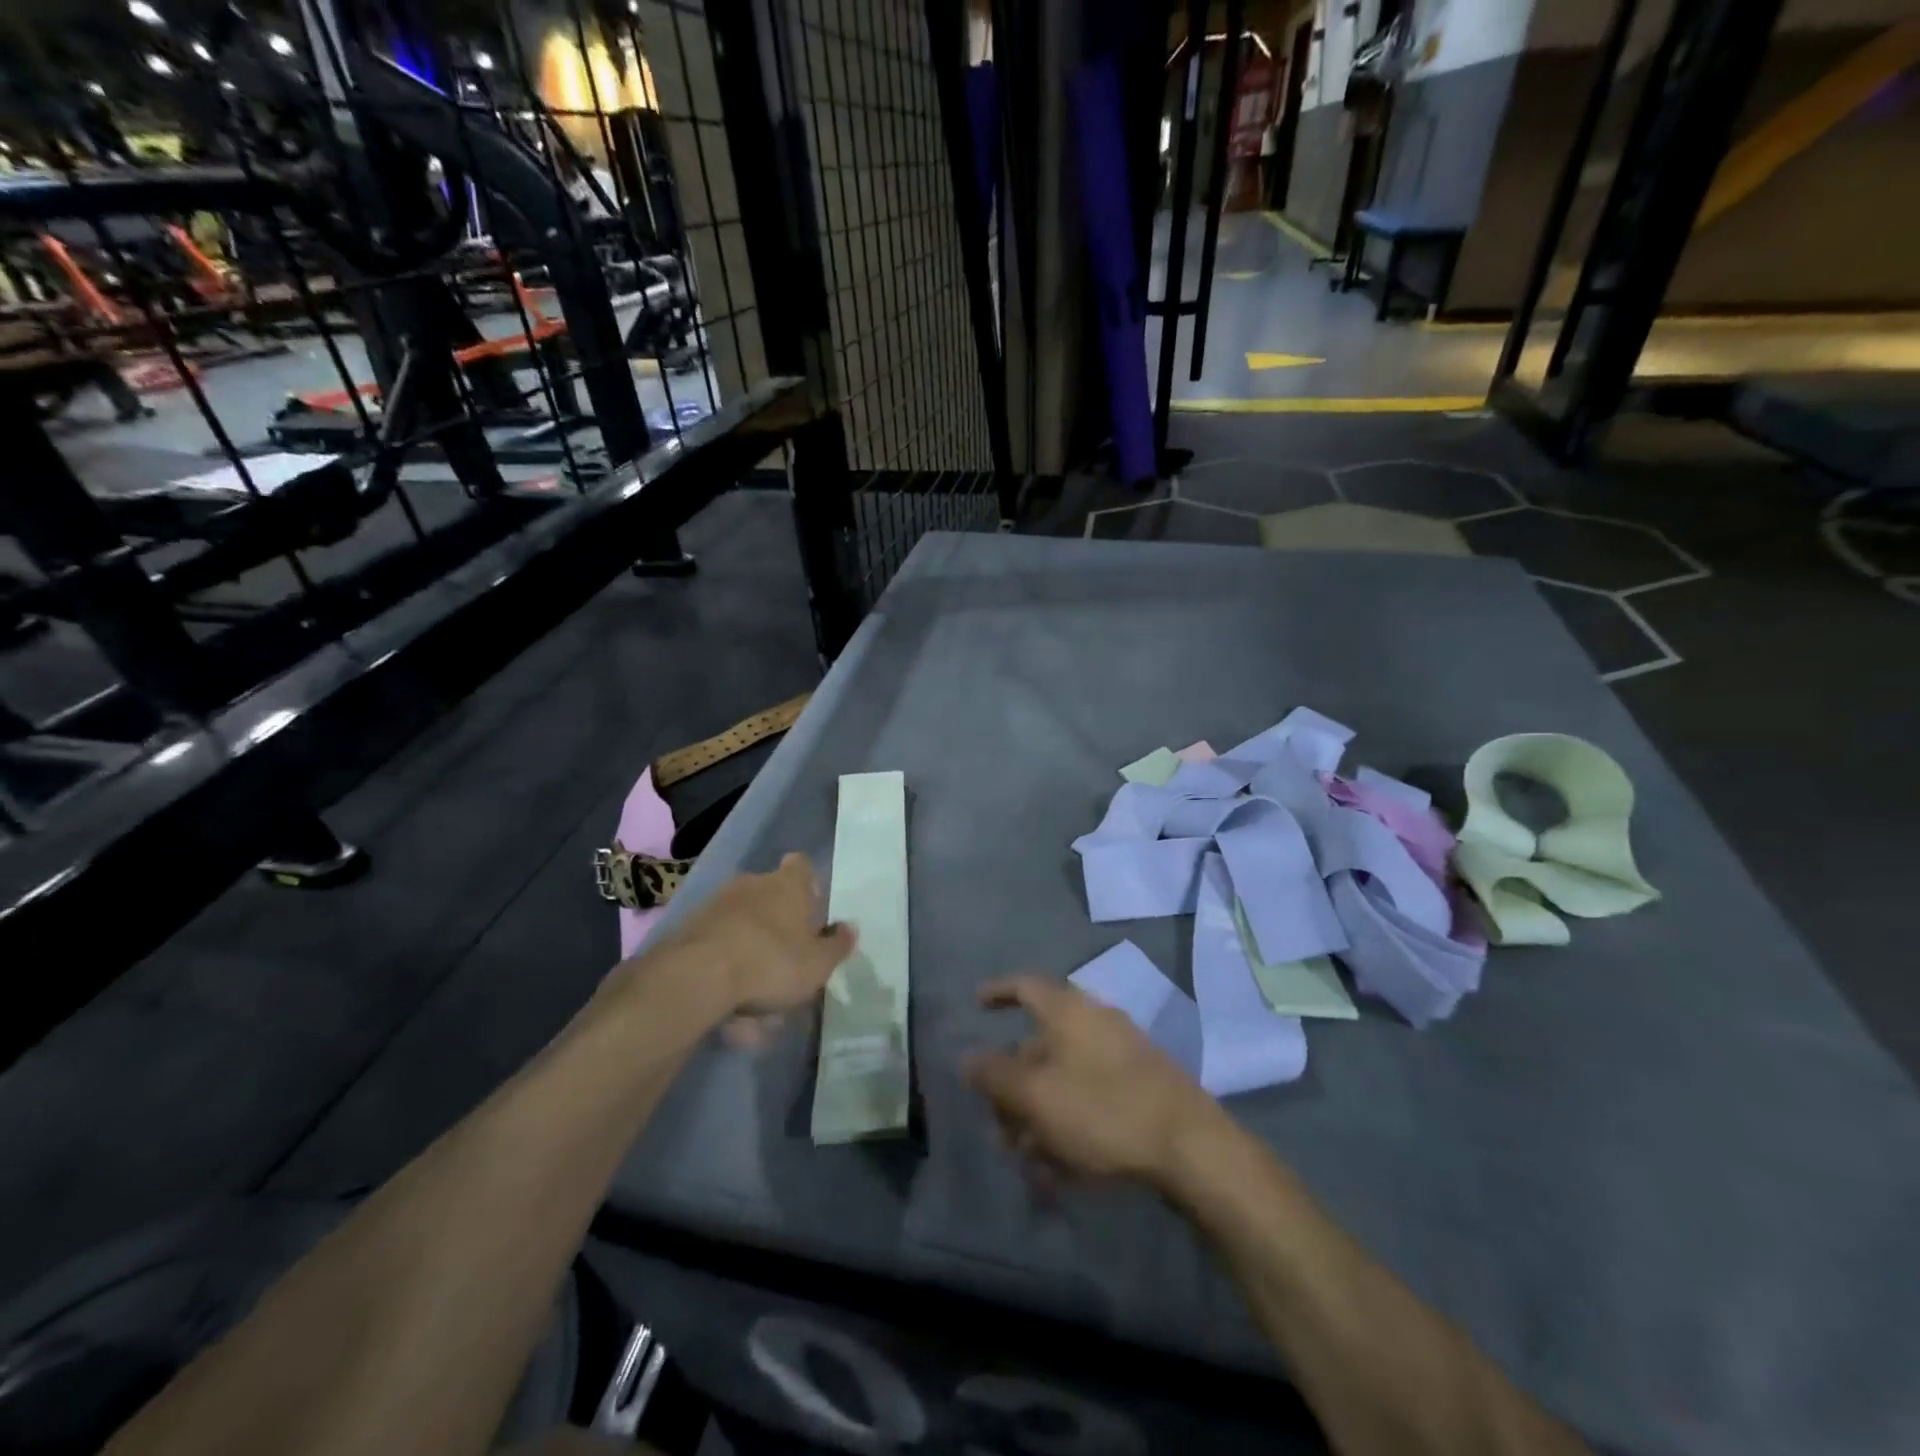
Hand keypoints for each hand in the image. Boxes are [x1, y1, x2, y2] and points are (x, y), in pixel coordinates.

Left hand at [625, 854, 854, 1044]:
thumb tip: (850, 928)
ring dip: (749, 946)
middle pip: (769, 894)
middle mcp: (752, 883)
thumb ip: (837, 945)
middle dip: (776, 920)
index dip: (807, 884)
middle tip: (786, 956)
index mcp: (788, 884)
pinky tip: (729, 1002)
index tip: (810, 909)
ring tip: (756, 992)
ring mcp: (716, 903)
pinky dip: (724, 964)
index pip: (801, 866)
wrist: (697, 976)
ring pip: (741, 921)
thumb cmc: (771, 961)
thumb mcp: (818, 963)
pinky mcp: (688, 927)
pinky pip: (716, 943)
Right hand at [963, 976, 1216, 1185]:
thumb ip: (995, 1076)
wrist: (1190, 1146)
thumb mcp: (1036, 1096)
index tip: (976, 1004)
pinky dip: (1069, 1126)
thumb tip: (966, 1058)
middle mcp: (1094, 1023)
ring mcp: (1121, 1055)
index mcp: (1069, 1011)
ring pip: (1064, 1080)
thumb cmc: (1101, 1109)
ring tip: (1027, 1160)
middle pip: (1040, 1046)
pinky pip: (1090, 1100)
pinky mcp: (1140, 1088)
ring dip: (1038, 1115)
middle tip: (998, 1126)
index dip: (998, 992)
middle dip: (1013, 1087)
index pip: (1025, 986)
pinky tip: (1061, 1171)